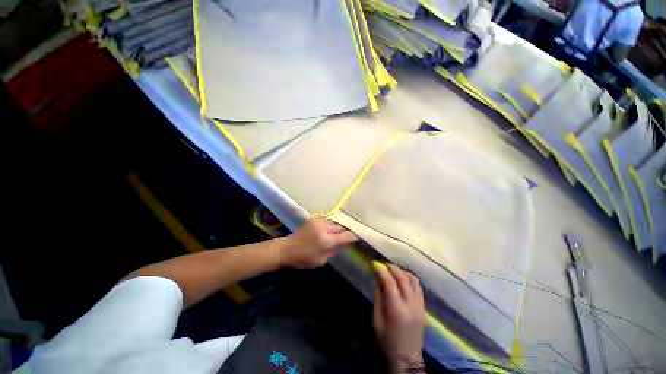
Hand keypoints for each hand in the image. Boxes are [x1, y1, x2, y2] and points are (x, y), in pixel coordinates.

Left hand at [280, 219, 357, 268]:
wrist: (287, 249)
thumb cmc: (304, 259)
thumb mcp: (322, 260)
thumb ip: (335, 250)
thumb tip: (346, 243)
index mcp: (326, 241)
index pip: (346, 236)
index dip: (354, 237)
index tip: (359, 238)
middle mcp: (324, 228)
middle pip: (341, 227)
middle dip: (345, 232)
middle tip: (348, 237)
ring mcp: (319, 222)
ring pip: (335, 222)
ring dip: (338, 228)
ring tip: (339, 233)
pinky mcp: (314, 219)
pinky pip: (328, 220)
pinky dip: (331, 225)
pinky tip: (331, 229)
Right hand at [372, 262, 426, 372]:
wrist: (407, 361)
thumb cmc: (387, 342)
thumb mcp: (377, 321)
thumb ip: (378, 298)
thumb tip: (378, 280)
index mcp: (398, 311)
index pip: (390, 283)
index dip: (382, 271)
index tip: (375, 263)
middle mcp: (412, 306)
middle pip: (404, 279)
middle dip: (393, 268)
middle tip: (384, 264)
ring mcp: (421, 307)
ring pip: (414, 281)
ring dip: (403, 272)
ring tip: (393, 271)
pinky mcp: (424, 309)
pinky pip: (418, 288)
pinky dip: (410, 279)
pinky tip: (403, 280)